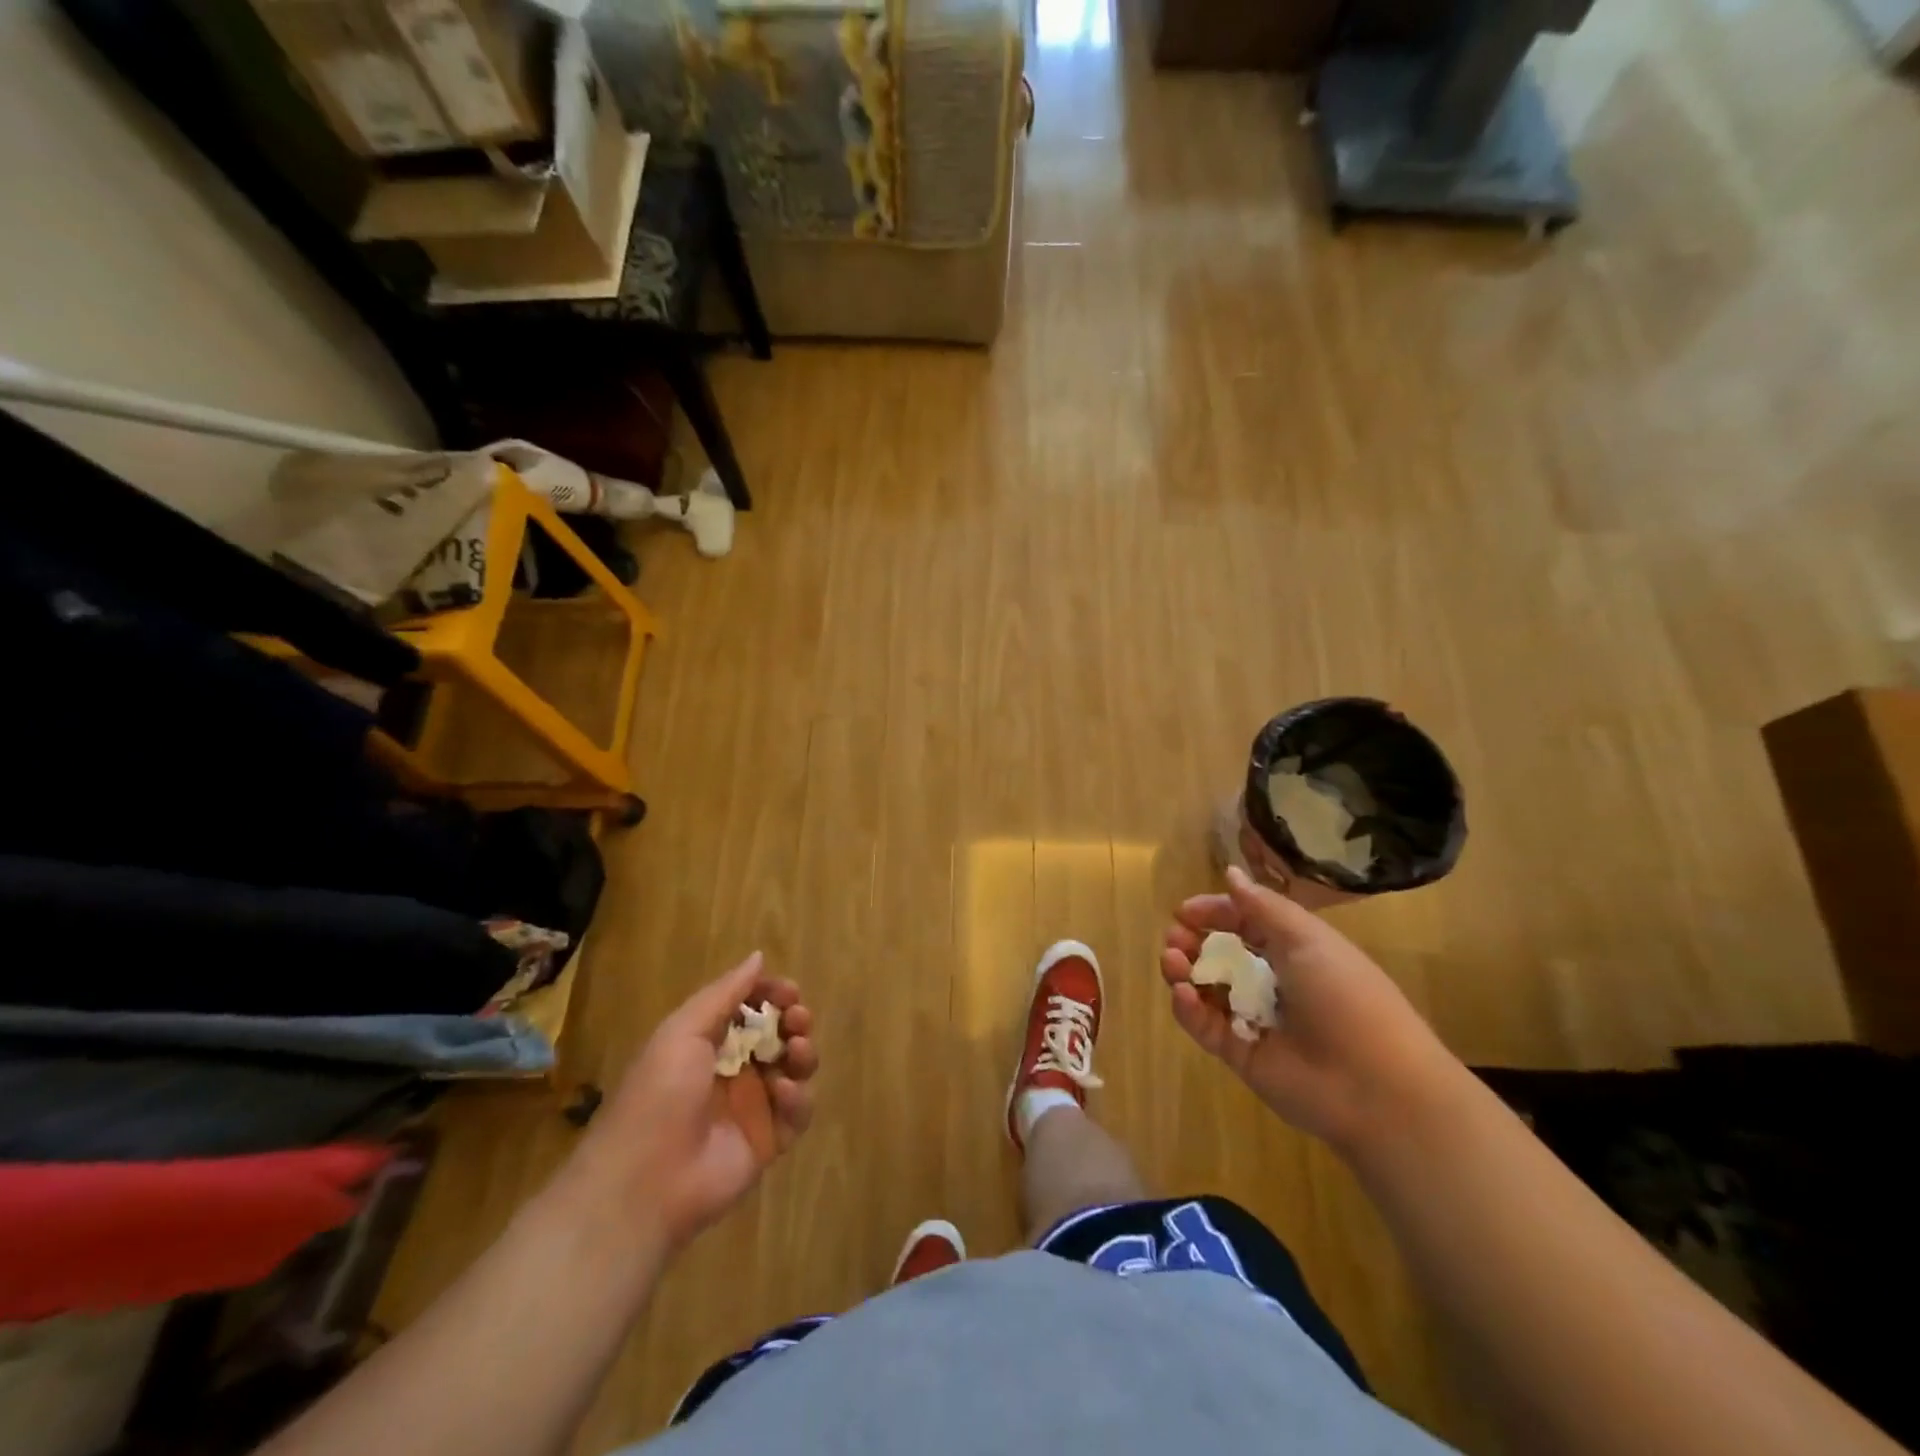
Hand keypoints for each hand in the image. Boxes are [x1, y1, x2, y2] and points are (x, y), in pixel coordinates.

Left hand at [574, 952, 817, 1259]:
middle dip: (795, 1020)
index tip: (787, 990)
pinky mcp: (769, 1141)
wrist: (644, 1182)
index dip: (772, 995)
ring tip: (796, 1050)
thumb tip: (758, 956)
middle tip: (798, 1017)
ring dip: (803, 1053)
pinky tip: (781, 1093)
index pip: (751, 1008)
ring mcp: (753, 1107)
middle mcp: (735, 1070)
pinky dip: (798, 1098)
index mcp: (709, 1043)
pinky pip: (797, 1112)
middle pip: (779, 1035)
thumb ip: (725, 993)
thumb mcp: (683, 1032)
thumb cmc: (659, 1094)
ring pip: (795, 1069)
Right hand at [1160, 867, 1460, 1156]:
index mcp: (1294, 951)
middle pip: (1219, 955)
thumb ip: (1262, 907)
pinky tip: (1183, 993)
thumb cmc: (1346, 998)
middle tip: (1174, 938)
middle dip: (1191, 942)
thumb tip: (1230, 872)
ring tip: (1171, 961)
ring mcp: (1254, 1019)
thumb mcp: (1308, 939)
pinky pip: (1205, 1026)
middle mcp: (1272, 982)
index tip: (1183, 911)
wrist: (1376, 1087)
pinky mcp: (1240, 1054)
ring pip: (1206, 989)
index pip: (1244, 924)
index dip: (1214, 913)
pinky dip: (1188, 1008)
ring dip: (1183, 971)